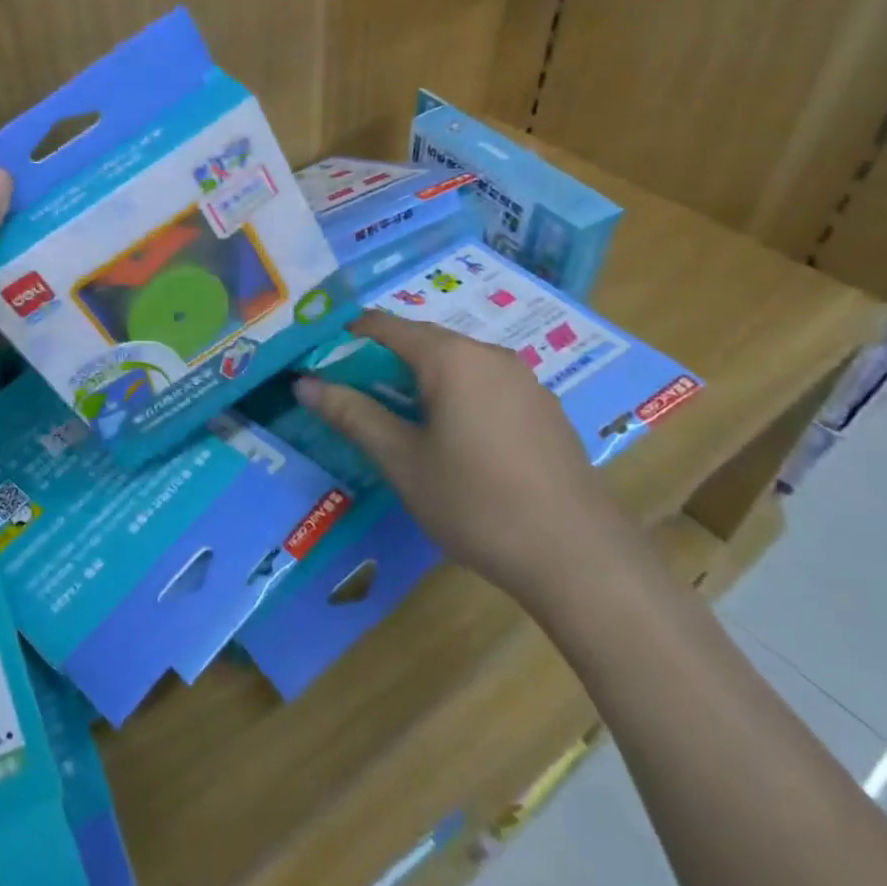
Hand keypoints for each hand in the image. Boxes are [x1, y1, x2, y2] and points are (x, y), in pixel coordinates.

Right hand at [296, 310, 627, 599]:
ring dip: (417, 381)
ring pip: (454, 364)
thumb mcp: (401, 460)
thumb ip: (351, 413)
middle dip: (380, 363)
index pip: (383, 325)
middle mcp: (489, 354)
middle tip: (351, 398)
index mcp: (451, 356)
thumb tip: (303, 383)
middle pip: (420, 341)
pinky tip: (452, 440)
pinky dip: (454, 395)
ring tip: (396, 421)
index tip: (319, 364)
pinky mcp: (544, 409)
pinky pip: (484, 385)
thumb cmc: (477, 503)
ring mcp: (524, 380)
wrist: (582, 561)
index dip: (346, 338)